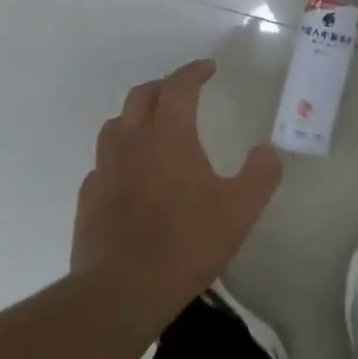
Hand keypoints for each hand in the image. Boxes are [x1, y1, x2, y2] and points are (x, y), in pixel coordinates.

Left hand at [72, 59, 282, 321]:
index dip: (194, 72)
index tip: (208, 68)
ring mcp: (105, 168)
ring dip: (136, 117)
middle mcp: (132, 141)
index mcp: (169, 135)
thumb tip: (268, 150)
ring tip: (153, 128)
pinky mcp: (89, 197)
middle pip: (142, 96)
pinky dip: (120, 156)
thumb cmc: (186, 243)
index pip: (178, 87)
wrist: (122, 290)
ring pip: (116, 125)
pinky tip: (131, 176)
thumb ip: (260, 175)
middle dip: (164, 87)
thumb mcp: (239, 211)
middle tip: (182, 92)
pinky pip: (104, 162)